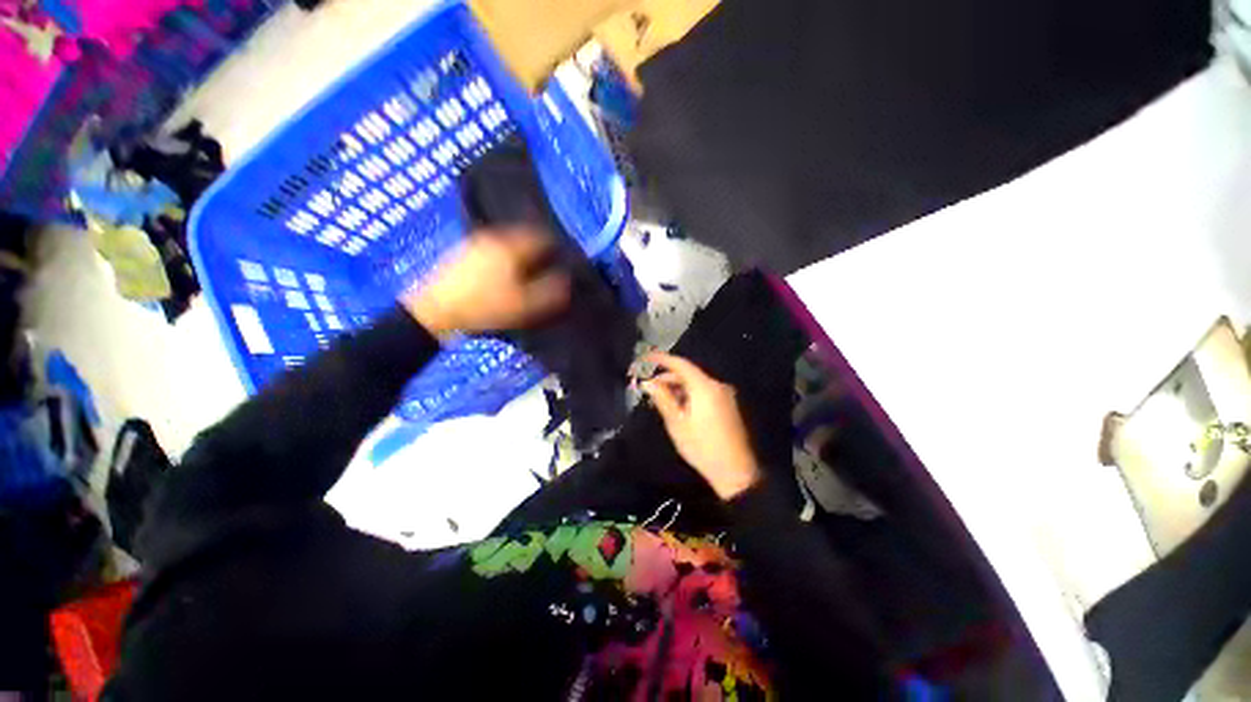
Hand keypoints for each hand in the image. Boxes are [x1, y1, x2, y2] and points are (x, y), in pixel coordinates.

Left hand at [402, 227, 569, 337]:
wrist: (438, 311)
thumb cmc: (486, 307)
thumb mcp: (525, 304)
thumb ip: (551, 291)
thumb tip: (567, 280)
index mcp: (511, 247)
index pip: (541, 237)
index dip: (556, 247)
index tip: (562, 259)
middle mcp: (494, 238)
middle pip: (523, 237)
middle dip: (537, 250)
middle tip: (546, 267)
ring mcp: (475, 243)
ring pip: (507, 242)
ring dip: (519, 253)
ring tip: (526, 272)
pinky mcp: (463, 252)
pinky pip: (492, 248)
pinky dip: (503, 256)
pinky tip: (502, 274)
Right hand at [641, 352, 761, 499]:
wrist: (735, 471)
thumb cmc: (701, 446)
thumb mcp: (676, 423)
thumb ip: (662, 399)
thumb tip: (648, 383)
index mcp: (704, 387)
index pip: (680, 364)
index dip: (661, 358)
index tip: (645, 357)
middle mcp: (717, 385)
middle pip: (689, 373)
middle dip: (668, 376)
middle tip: (649, 386)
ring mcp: (724, 395)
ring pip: (696, 383)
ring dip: (678, 386)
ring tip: (661, 398)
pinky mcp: (727, 404)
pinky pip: (704, 391)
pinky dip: (689, 393)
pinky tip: (678, 405)